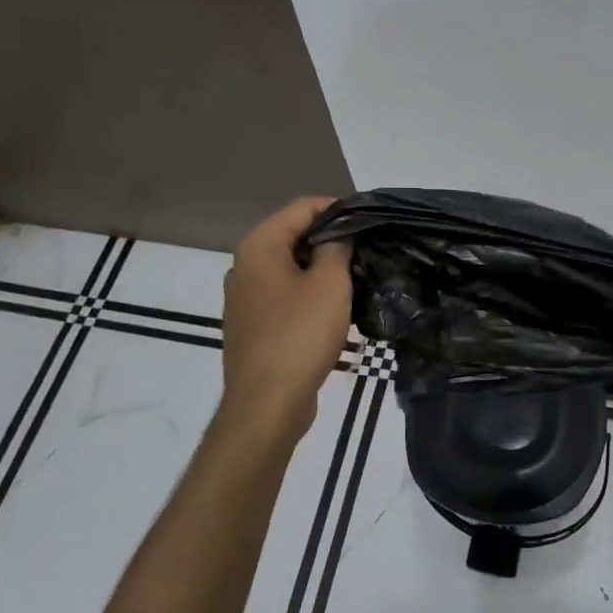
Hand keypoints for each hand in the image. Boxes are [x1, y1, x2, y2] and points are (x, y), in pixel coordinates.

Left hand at [220, 197, 352, 443]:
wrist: (267, 404)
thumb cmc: (300, 335)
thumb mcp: (330, 284)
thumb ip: (337, 248)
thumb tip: (339, 234)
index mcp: (259, 246)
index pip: (302, 207)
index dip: (337, 208)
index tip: (368, 220)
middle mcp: (244, 266)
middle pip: (293, 236)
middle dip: (330, 239)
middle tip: (367, 250)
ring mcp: (244, 298)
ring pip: (289, 268)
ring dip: (321, 269)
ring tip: (357, 278)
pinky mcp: (252, 325)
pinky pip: (284, 296)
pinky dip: (308, 294)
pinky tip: (335, 309)